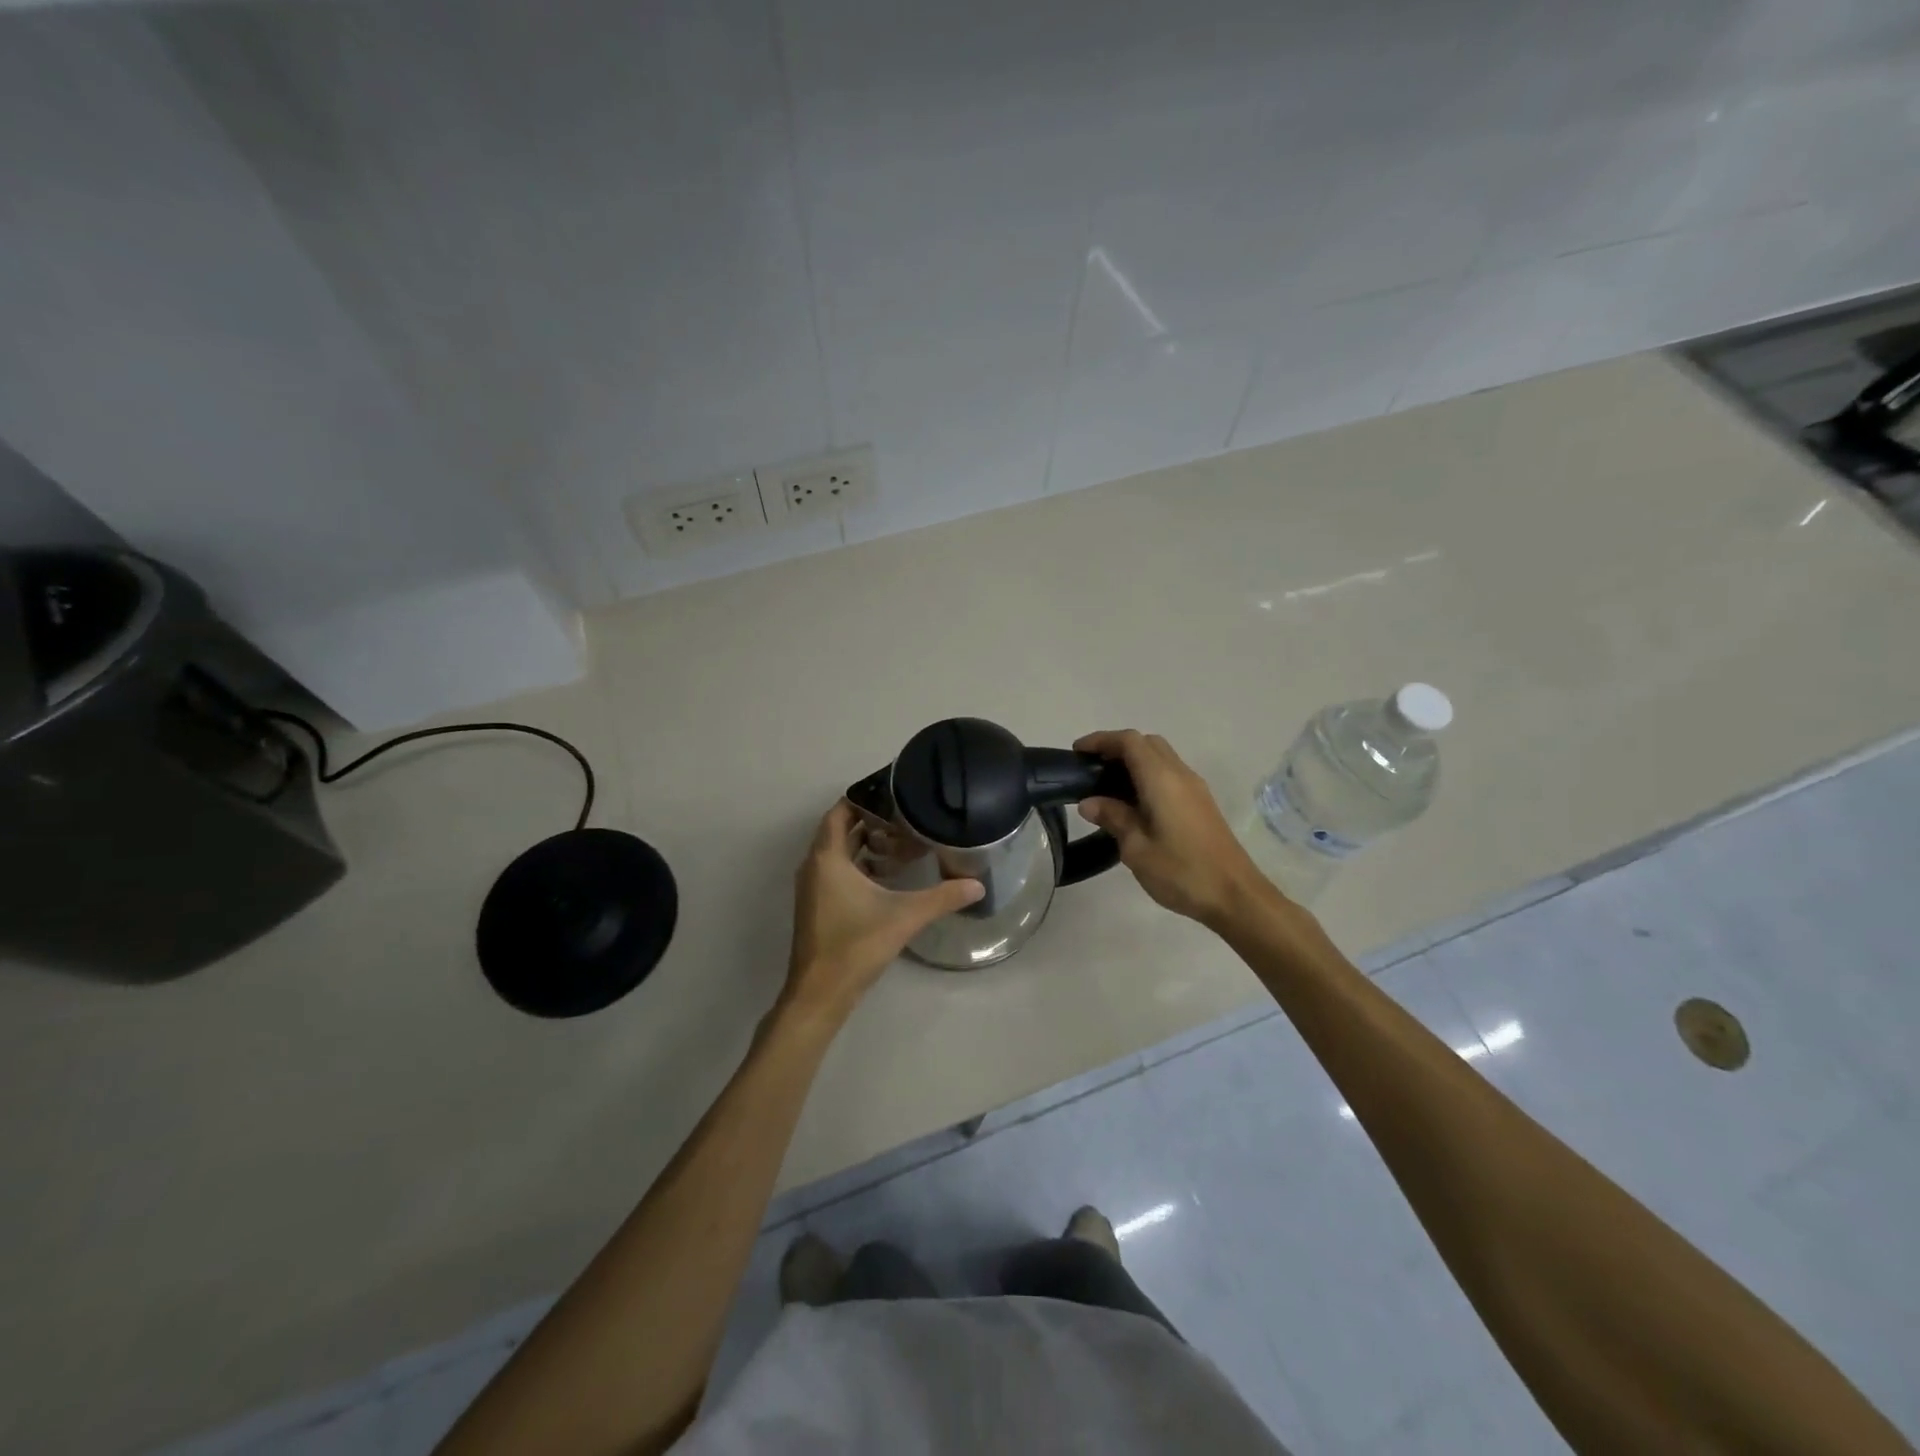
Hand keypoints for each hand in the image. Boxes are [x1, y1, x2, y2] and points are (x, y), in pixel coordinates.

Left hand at [783, 800, 982, 1019]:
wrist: (820, 993)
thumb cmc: (856, 945)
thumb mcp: (904, 916)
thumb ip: (942, 897)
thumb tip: (978, 884)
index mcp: (827, 858)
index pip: (840, 811)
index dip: (864, 798)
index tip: (894, 792)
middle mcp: (814, 866)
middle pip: (841, 830)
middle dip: (871, 820)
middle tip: (906, 815)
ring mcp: (813, 887)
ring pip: (839, 852)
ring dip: (866, 844)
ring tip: (902, 840)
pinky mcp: (818, 905)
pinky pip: (837, 871)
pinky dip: (860, 865)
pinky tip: (888, 875)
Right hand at [1074, 730, 1274, 927]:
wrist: (1235, 895)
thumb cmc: (1182, 871)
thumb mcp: (1136, 848)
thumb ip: (1113, 818)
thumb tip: (1089, 802)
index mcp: (1161, 779)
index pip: (1129, 742)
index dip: (1101, 740)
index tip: (1077, 752)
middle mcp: (1180, 774)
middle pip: (1147, 743)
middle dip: (1117, 748)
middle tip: (1092, 768)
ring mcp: (1195, 788)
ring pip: (1161, 757)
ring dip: (1134, 761)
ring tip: (1107, 787)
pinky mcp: (1201, 803)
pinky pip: (1170, 774)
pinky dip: (1147, 775)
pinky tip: (1134, 803)